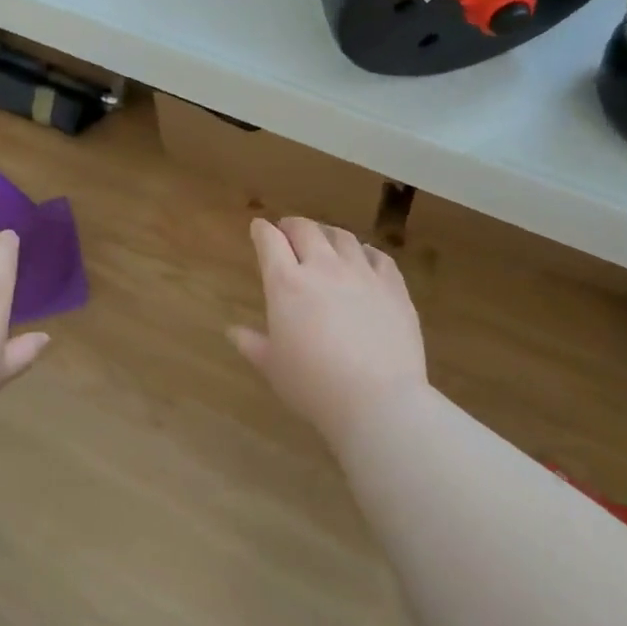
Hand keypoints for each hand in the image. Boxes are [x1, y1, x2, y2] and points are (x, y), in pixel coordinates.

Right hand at [229, 217, 429, 447]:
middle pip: (306, 230)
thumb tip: (233, 331)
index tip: (259, 228)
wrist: (377, 400)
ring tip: (325, 239)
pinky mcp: (394, 287)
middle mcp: (324, 268)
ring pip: (343, 238)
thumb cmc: (314, 385)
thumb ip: (252, 344)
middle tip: (288, 230)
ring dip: (328, 233)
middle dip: (293, 225)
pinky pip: (379, 257)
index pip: (270, 242)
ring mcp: (362, 274)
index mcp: (287, 284)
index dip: (262, 231)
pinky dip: (366, 252)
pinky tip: (364, 258)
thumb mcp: (273, 367)